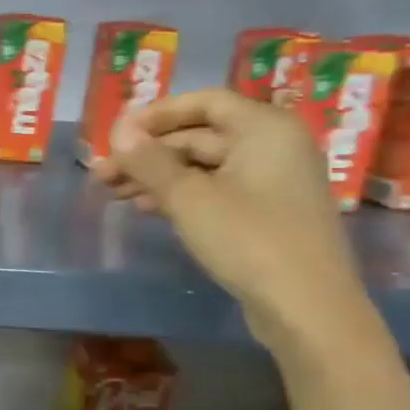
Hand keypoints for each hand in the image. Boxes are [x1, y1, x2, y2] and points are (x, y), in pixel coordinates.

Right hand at [91, 89, 368, 347]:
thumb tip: (119, 130)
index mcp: (264, 128)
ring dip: (157, 176)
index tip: (116, 134)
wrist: (306, 308)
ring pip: (203, 166)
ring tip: (113, 193)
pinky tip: (146, 208)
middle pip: (199, 136)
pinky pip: (216, 190)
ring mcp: (272, 182)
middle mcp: (273, 146)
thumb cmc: (248, 240)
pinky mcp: (266, 214)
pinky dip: (180, 195)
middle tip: (103, 173)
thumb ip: (149, 161)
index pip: (204, 102)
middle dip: (148, 153)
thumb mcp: (188, 198)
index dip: (156, 114)